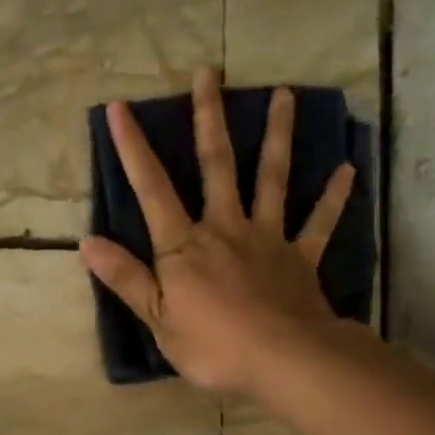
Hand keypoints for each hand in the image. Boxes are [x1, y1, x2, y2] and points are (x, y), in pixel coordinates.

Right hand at [80, 67, 355, 396]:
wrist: (285, 361)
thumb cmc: (214, 345)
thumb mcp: (158, 319)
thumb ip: (126, 278)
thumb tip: (87, 243)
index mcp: (184, 245)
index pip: (152, 188)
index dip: (133, 148)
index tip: (121, 107)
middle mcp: (225, 227)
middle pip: (217, 164)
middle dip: (209, 117)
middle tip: (210, 73)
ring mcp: (267, 238)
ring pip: (272, 178)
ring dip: (277, 135)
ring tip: (285, 94)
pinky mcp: (300, 257)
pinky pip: (319, 222)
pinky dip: (333, 197)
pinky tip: (348, 169)